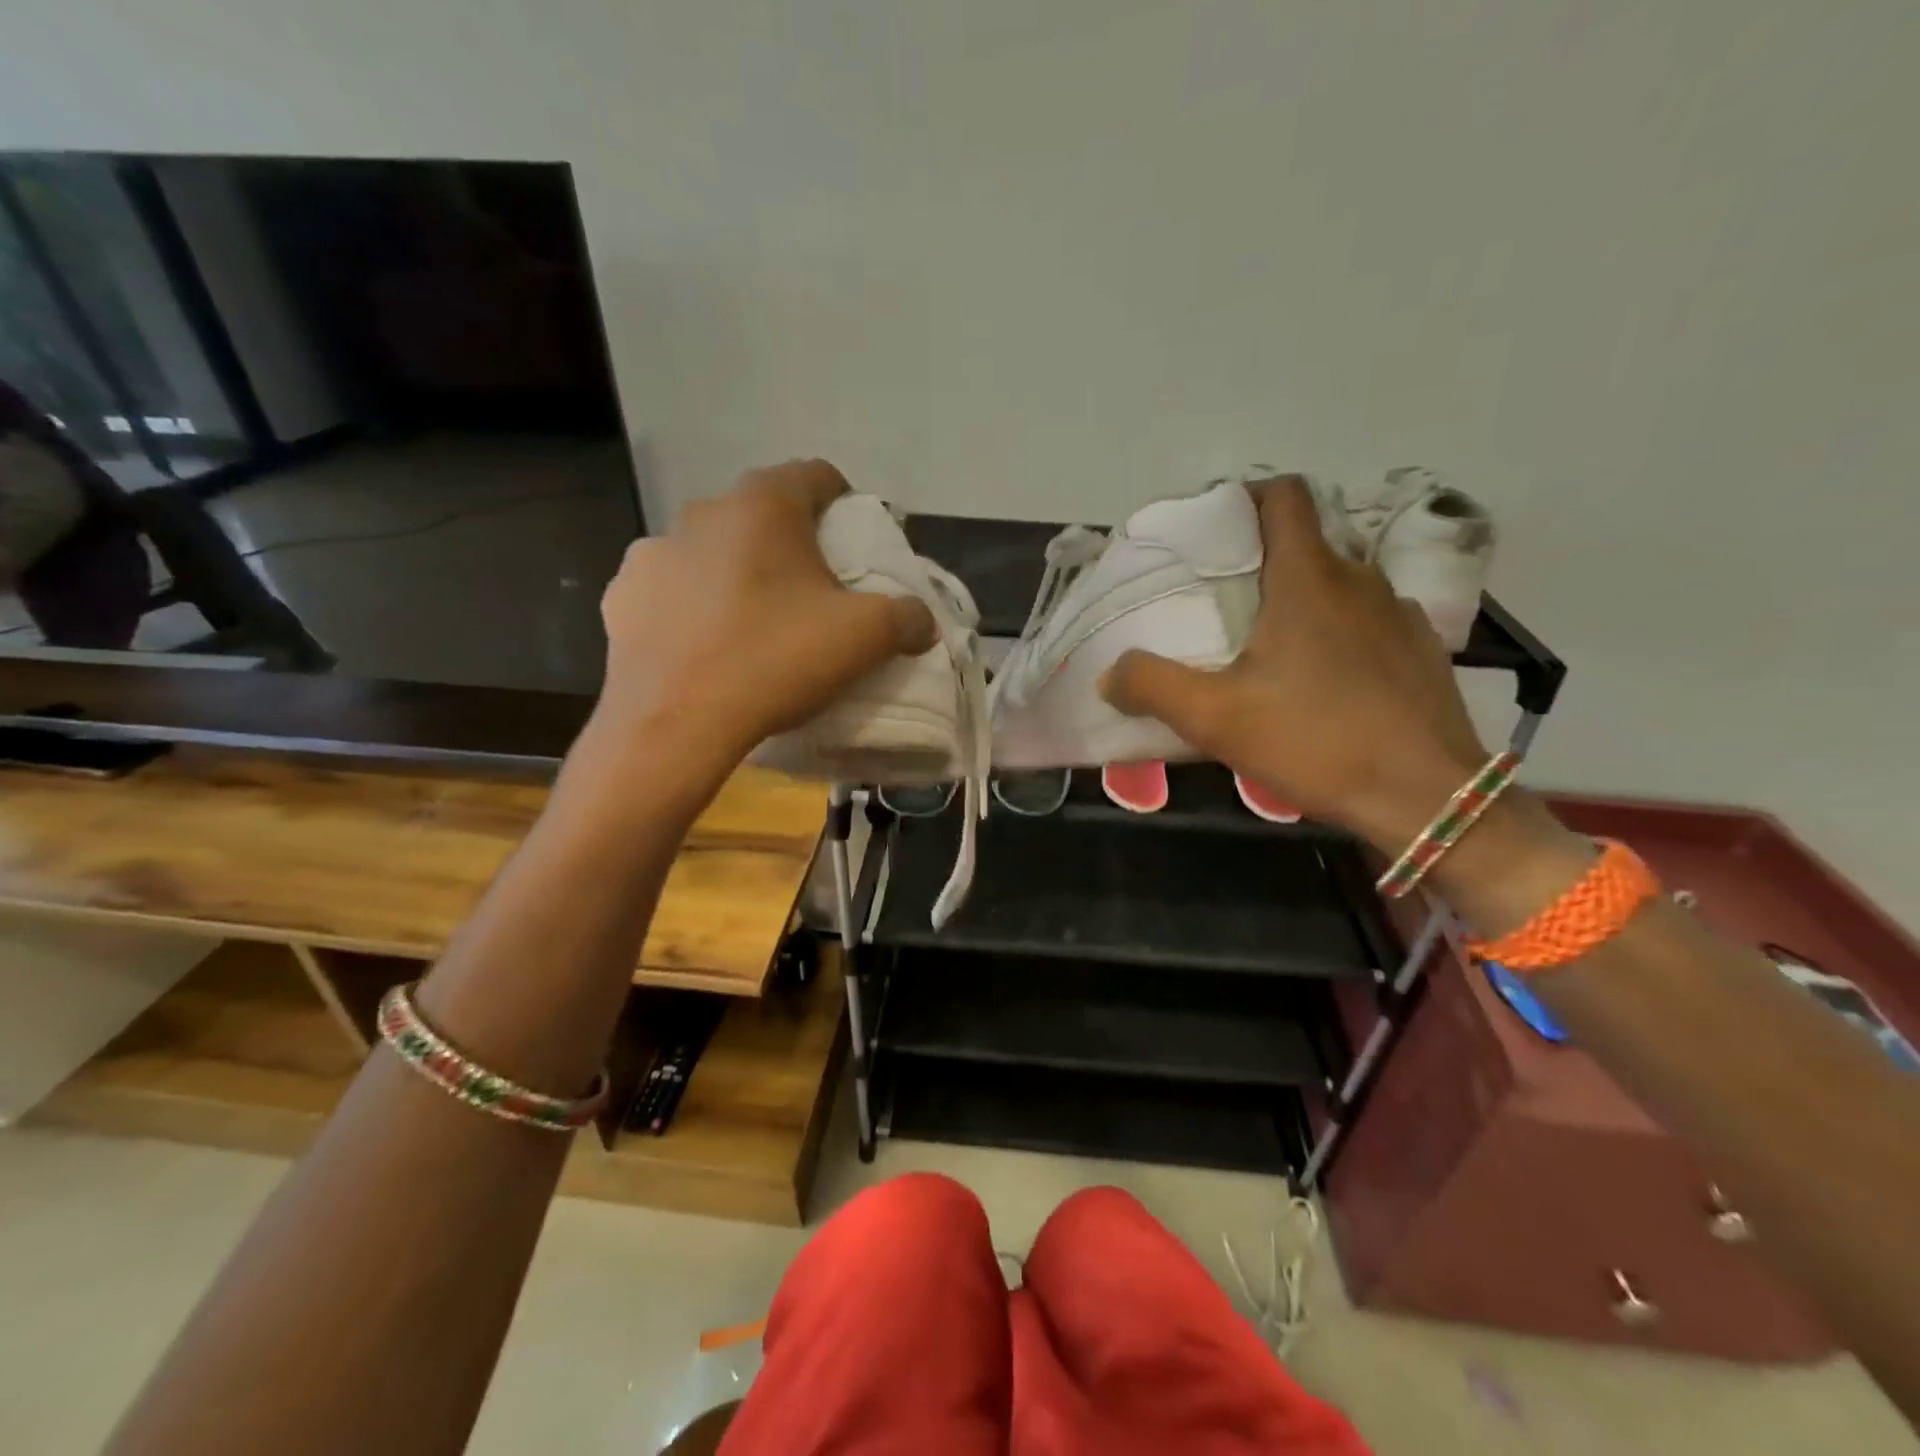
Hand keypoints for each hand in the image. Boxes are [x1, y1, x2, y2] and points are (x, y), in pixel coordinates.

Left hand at [591, 460, 935, 771]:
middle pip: (763, 515)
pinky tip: (705, 647)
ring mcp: (653, 552)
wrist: (673, 724)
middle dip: (792, 544)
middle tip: (813, 592)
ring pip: (713, 550)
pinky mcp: (620, 598)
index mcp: (764, 505)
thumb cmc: (775, 660)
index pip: (817, 476)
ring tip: (755, 624)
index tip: (857, 545)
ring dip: (738, 572)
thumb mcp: (866, 637)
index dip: (846, 504)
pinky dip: (692, 606)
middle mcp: (702, 512)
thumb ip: (907, 617)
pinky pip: (671, 590)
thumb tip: (920, 619)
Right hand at [1099, 475, 1488, 852]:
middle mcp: (1359, 581)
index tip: (1214, 529)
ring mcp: (1399, 615)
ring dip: (1301, 601)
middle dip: (1261, 563)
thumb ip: (1151, 686)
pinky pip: (1369, 623)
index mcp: (1308, 579)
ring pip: (1338, 586)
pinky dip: (1339, 634)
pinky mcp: (1422, 652)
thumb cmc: (1315, 742)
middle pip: (1305, 545)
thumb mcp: (1214, 718)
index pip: (1285, 497)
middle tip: (1223, 604)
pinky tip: (1324, 682)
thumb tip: (1110, 674)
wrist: (1427, 798)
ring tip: (1269, 648)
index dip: (1246, 498)